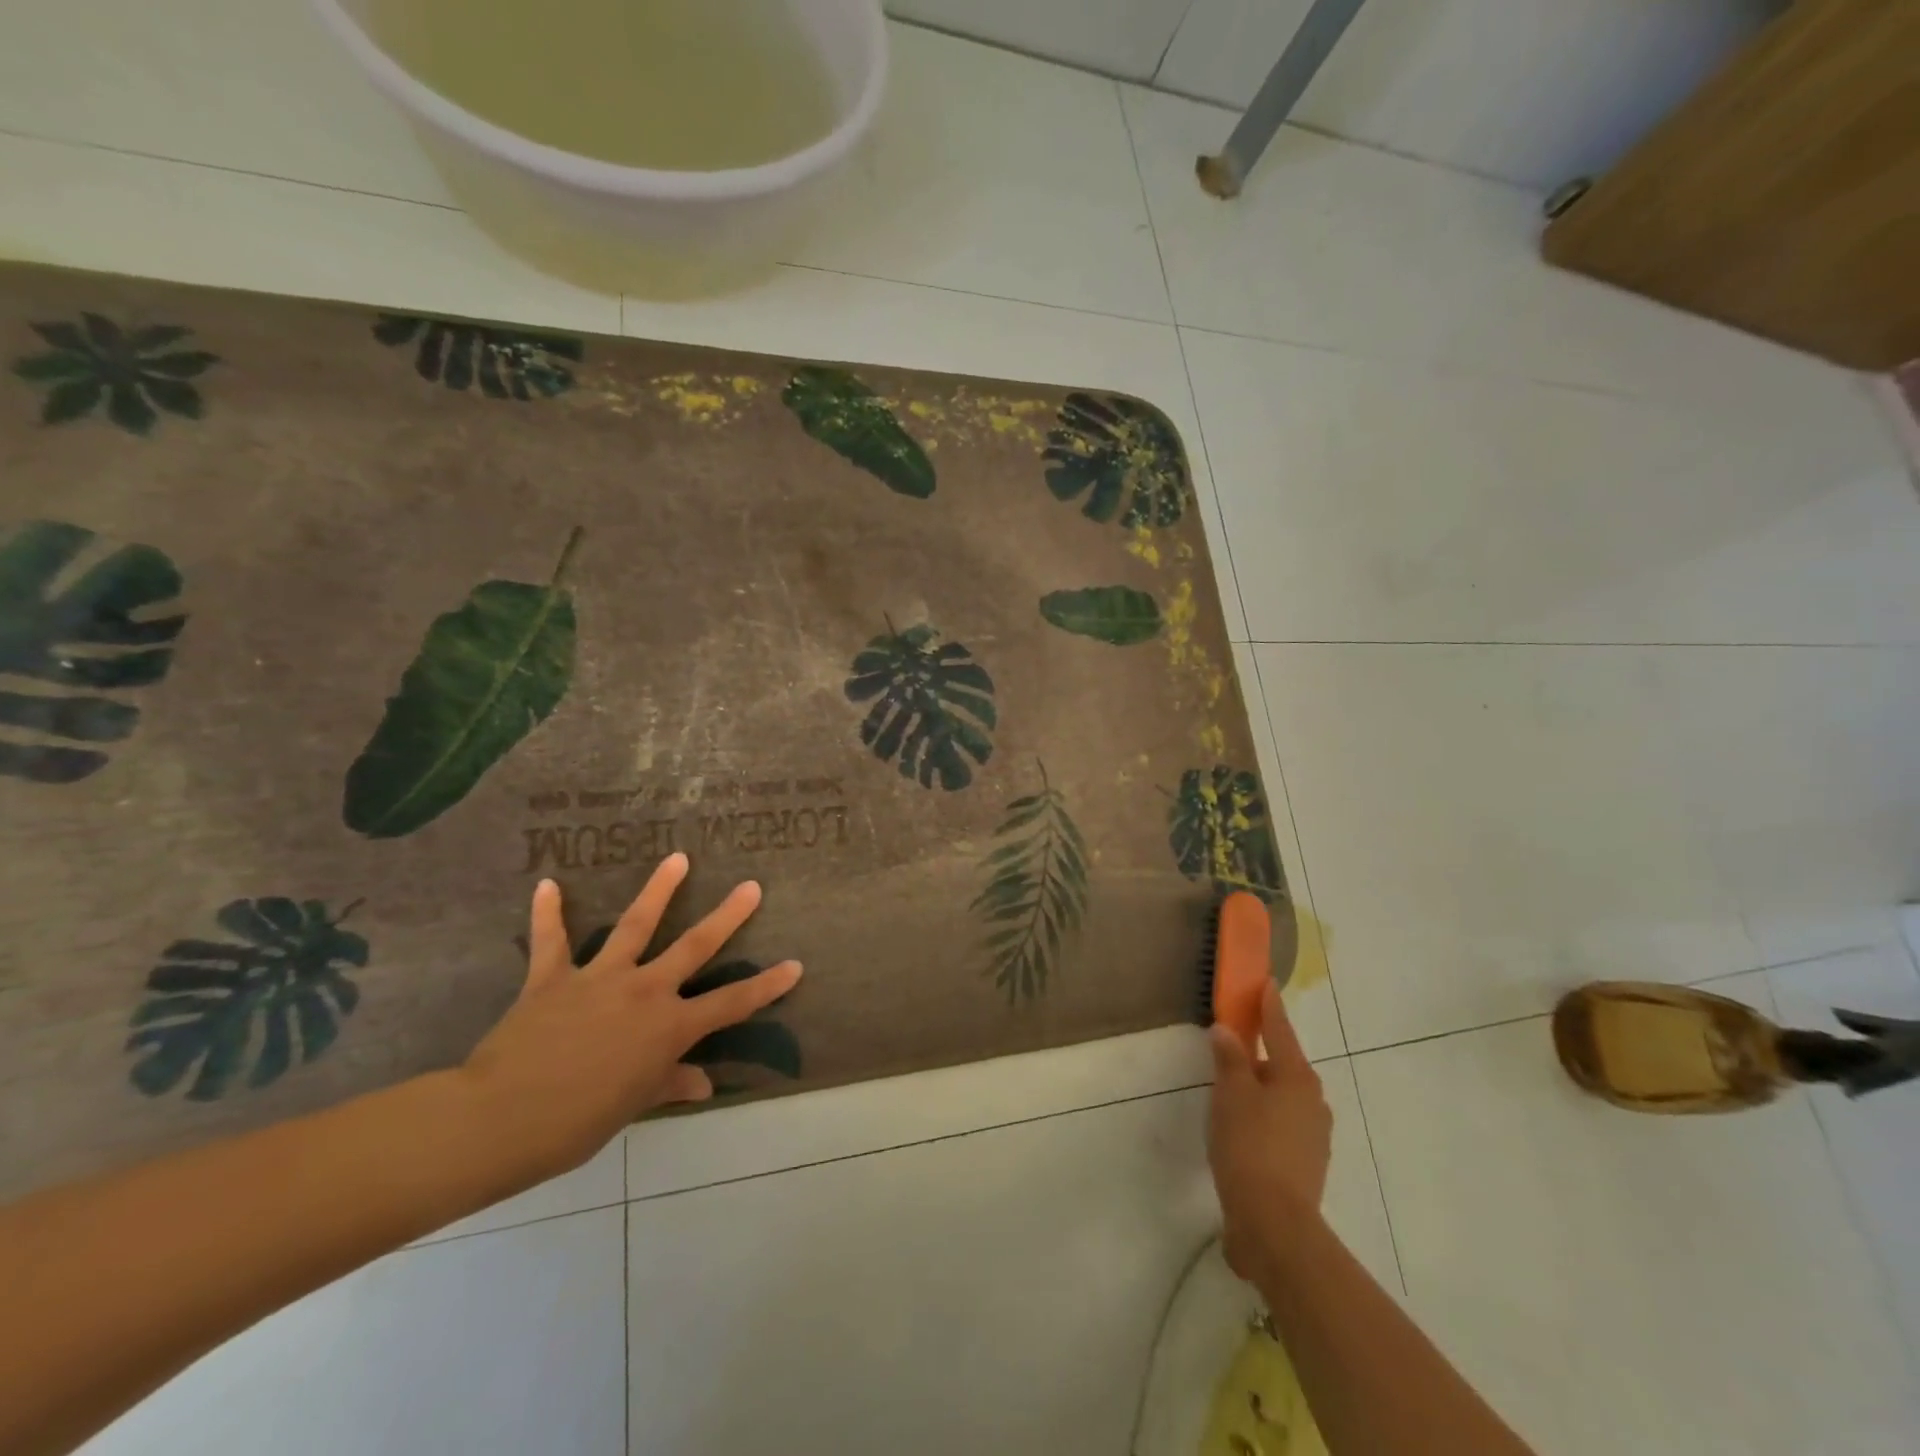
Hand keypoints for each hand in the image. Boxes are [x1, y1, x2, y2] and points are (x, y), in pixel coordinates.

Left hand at [459, 853, 801, 1183]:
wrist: (500, 1120)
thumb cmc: (576, 1123)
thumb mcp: (633, 1105)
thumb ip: (669, 1084)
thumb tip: (703, 1085)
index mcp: (668, 1027)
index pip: (731, 1003)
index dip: (767, 985)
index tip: (795, 965)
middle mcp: (644, 991)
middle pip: (695, 947)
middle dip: (728, 917)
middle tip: (751, 887)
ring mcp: (600, 978)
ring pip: (635, 925)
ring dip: (658, 889)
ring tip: (678, 858)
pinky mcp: (553, 978)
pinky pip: (551, 941)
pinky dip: (549, 913)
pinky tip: (548, 884)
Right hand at [1208, 980, 1331, 1283]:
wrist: (1274, 1225)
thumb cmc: (1250, 1146)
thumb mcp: (1231, 1094)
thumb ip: (1229, 1059)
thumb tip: (1227, 1032)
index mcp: (1297, 1078)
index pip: (1280, 1030)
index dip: (1269, 1006)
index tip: (1267, 983)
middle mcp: (1313, 1102)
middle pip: (1284, 1065)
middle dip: (1261, 1053)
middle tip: (1233, 1044)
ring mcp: (1314, 1136)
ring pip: (1283, 1097)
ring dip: (1261, 1088)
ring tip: (1231, 1091)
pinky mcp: (1307, 1164)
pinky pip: (1282, 1125)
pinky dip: (1264, 1117)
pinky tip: (1243, 1129)